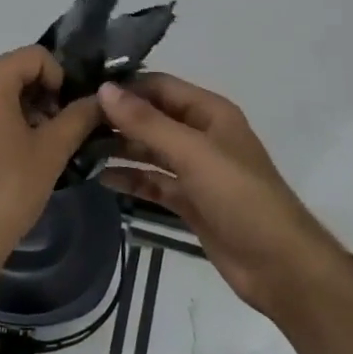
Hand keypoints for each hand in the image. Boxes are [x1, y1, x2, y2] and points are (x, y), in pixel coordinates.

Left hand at [0, 47, 102, 275]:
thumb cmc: (8, 189)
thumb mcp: (51, 151)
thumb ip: (79, 117)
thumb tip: (101, 99)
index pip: (33, 56)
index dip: (60, 77)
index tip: (69, 112)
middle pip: (12, 71)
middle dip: (41, 94)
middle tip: (58, 131)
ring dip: (22, 110)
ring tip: (39, 148)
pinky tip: (12, 159)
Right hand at [98, 75, 338, 317]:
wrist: (280, 266)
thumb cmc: (240, 198)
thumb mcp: (192, 153)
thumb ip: (147, 122)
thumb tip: (103, 89)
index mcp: (209, 113)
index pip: (159, 86)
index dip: (124, 87)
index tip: (83, 91)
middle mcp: (201, 135)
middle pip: (152, 117)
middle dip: (117, 118)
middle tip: (72, 122)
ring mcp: (195, 170)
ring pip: (150, 151)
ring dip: (119, 148)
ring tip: (78, 148)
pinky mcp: (189, 201)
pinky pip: (153, 182)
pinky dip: (130, 179)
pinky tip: (101, 178)